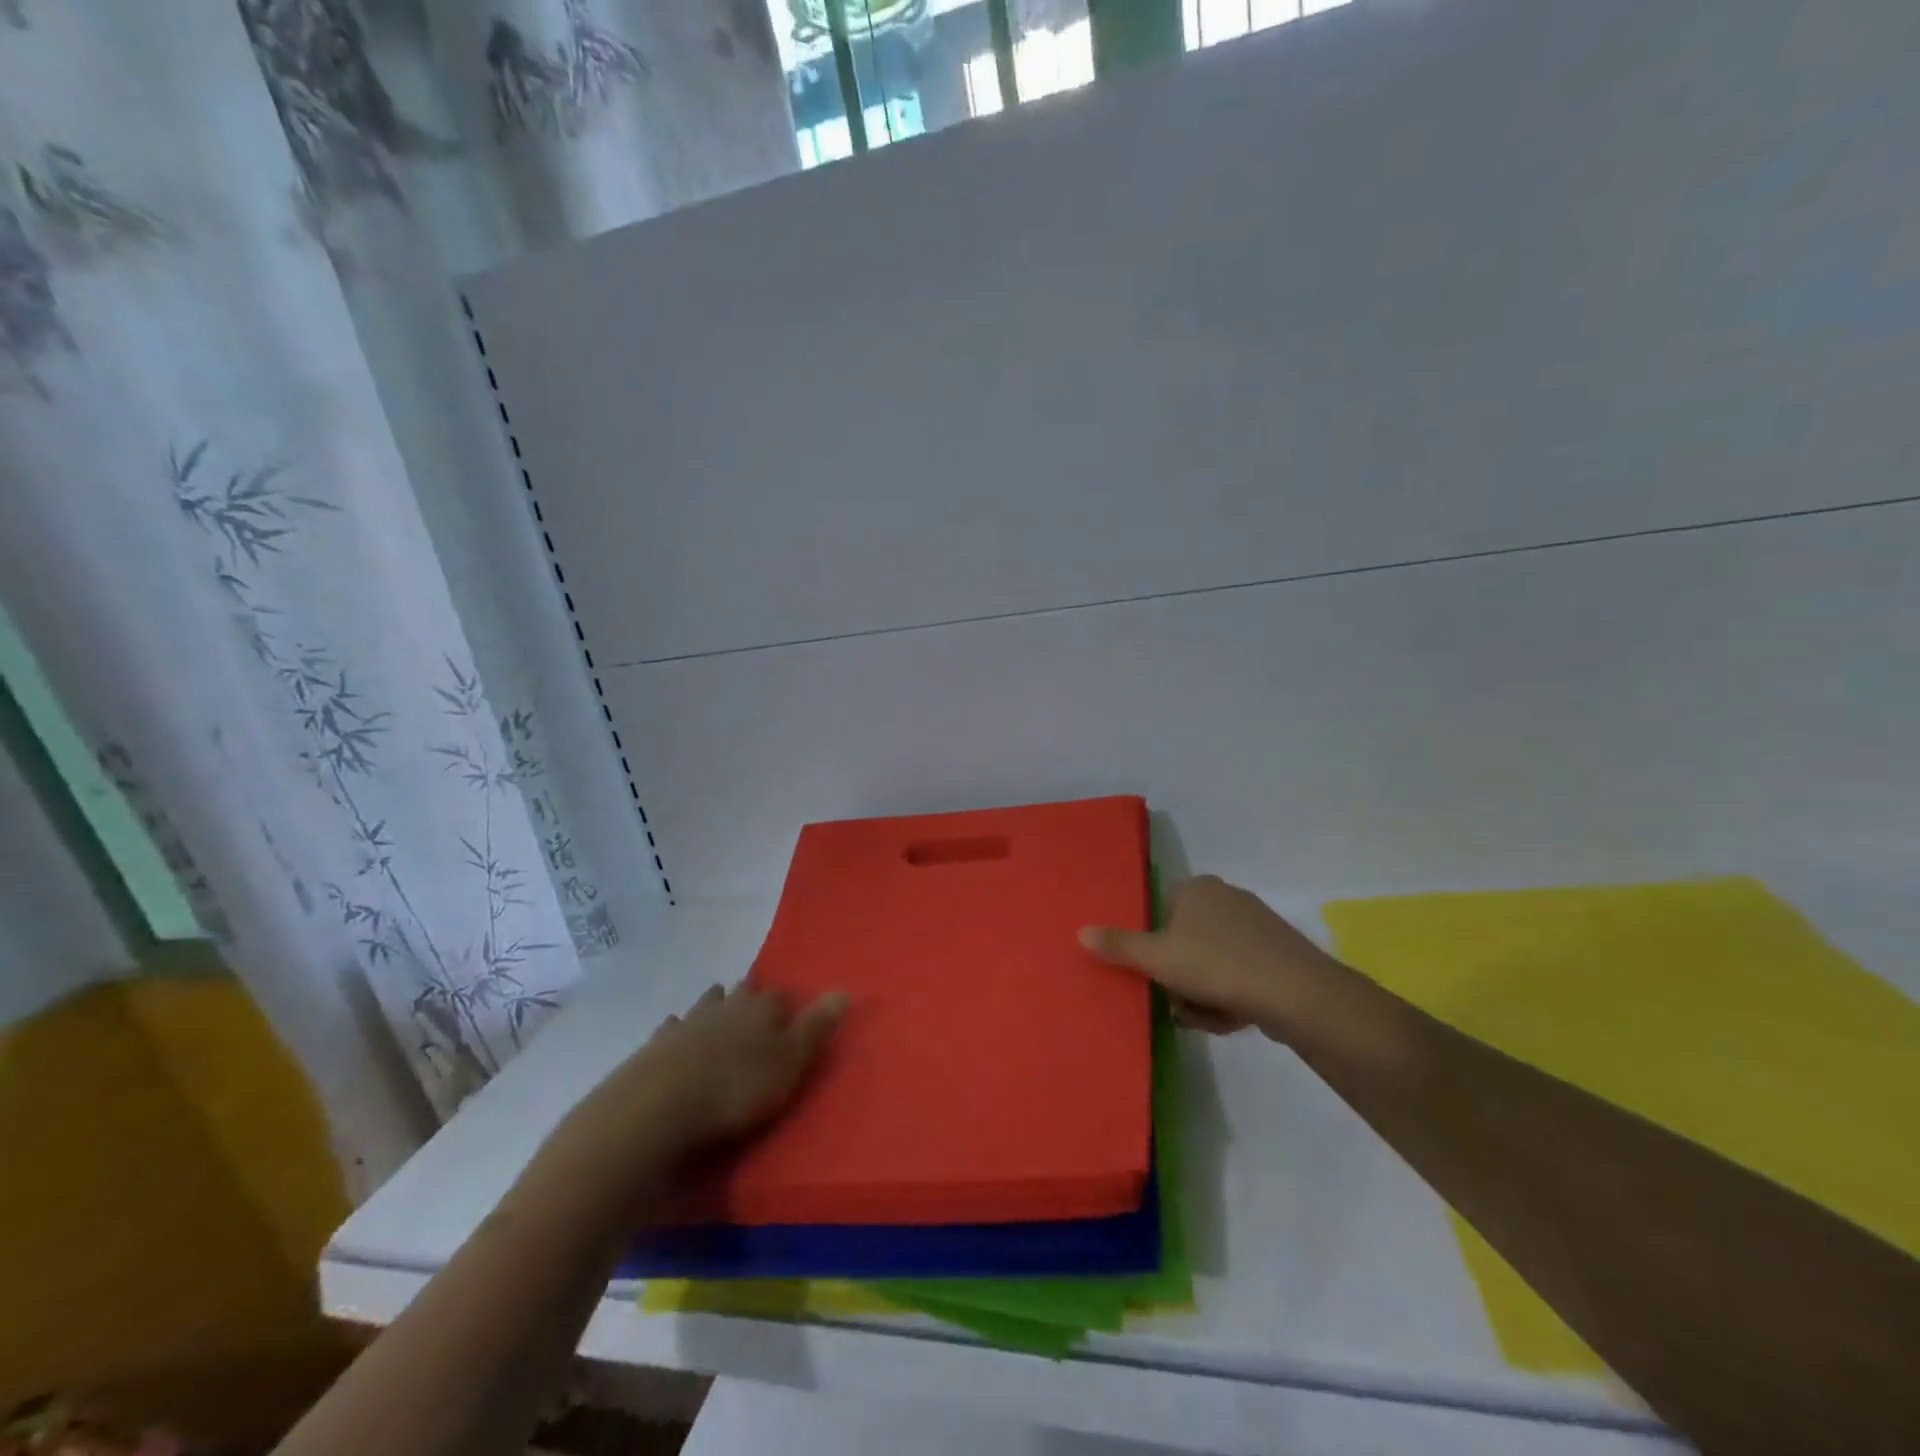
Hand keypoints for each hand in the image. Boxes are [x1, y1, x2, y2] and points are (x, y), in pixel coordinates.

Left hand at [630, 983, 847, 1148]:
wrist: (656, 1108)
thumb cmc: (734, 1089)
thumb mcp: (788, 1063)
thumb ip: (816, 1028)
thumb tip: (844, 990)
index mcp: (760, 1010)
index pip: (779, 997)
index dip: (786, 1004)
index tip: (789, 1011)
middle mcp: (725, 1007)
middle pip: (741, 994)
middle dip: (749, 995)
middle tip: (754, 1000)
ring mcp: (686, 1024)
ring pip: (706, 1004)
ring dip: (714, 1004)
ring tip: (719, 1004)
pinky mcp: (655, 1047)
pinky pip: (671, 1029)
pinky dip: (677, 1029)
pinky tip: (674, 1030)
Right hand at [1080, 874, 1341, 1038]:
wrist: (1296, 993)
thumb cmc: (1216, 965)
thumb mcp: (1157, 958)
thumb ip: (1118, 945)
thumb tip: (1080, 932)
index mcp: (1196, 888)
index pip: (1160, 911)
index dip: (1155, 945)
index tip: (1157, 972)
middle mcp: (1226, 897)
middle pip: (1184, 941)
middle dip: (1180, 977)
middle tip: (1180, 1002)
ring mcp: (1256, 925)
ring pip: (1211, 963)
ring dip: (1202, 993)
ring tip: (1208, 1015)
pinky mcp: (1278, 953)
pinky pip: (1238, 974)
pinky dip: (1230, 996)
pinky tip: (1233, 1016)